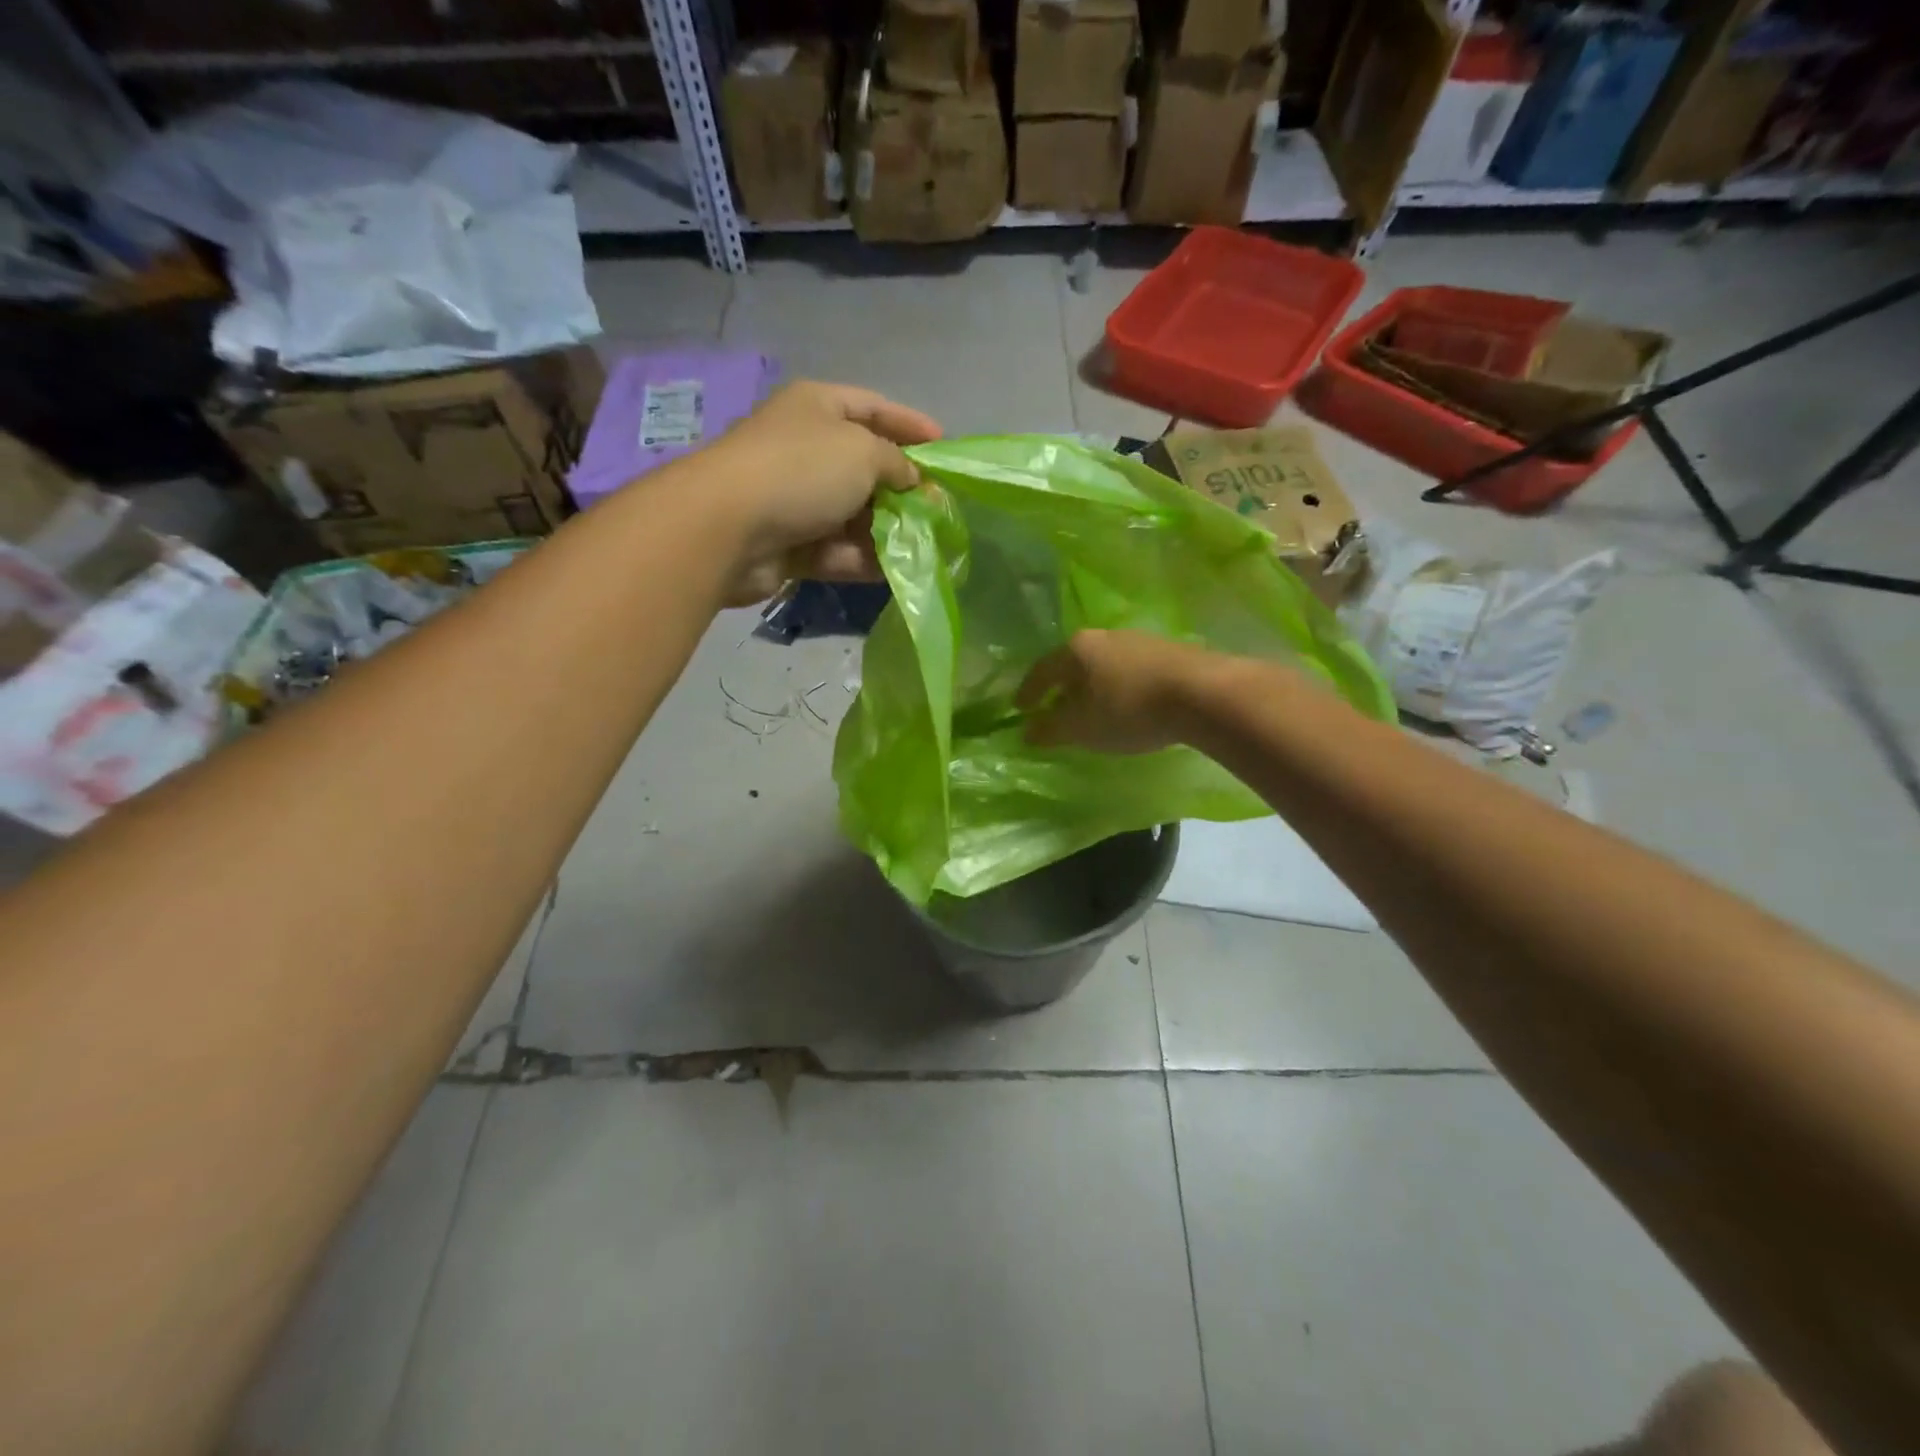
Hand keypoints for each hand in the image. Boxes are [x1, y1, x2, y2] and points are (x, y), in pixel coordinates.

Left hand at [703, 381, 940, 603]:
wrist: (728, 528)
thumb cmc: (801, 471)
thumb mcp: (862, 452)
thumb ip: (897, 463)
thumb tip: (913, 480)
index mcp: (819, 408)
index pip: (874, 407)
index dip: (910, 424)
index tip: (944, 447)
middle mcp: (806, 448)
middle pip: (865, 466)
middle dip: (903, 489)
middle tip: (939, 509)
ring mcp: (796, 499)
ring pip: (853, 514)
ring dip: (887, 531)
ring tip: (925, 547)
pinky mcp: (790, 544)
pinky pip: (836, 550)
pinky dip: (862, 559)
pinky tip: (895, 573)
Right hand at [1015, 629, 1213, 754]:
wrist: (1203, 693)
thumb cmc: (1129, 710)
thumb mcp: (1082, 728)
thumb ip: (1051, 730)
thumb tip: (1027, 731)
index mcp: (1076, 649)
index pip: (1041, 670)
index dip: (1028, 691)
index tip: (1020, 709)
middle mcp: (1104, 636)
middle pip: (1073, 663)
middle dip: (1062, 688)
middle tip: (1055, 709)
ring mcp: (1138, 640)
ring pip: (1104, 665)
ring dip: (1093, 687)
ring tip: (1094, 710)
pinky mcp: (1168, 650)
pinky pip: (1130, 670)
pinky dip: (1120, 686)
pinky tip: (1128, 704)